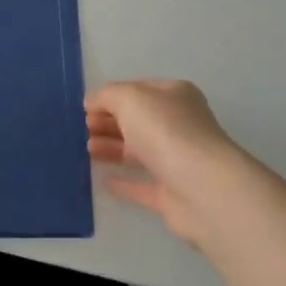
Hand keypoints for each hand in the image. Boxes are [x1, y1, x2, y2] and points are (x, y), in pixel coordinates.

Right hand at [86, 79, 254, 249]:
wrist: (203, 189)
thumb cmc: (166, 131)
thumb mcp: (129, 98)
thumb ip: (106, 96)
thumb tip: (91, 102)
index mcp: (175, 96)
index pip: (138, 90)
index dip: (111, 97)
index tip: (84, 108)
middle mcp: (179, 126)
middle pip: (137, 121)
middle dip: (108, 122)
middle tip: (82, 128)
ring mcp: (178, 161)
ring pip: (138, 152)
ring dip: (111, 148)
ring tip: (85, 149)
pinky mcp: (173, 195)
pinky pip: (143, 186)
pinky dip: (124, 182)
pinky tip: (103, 180)